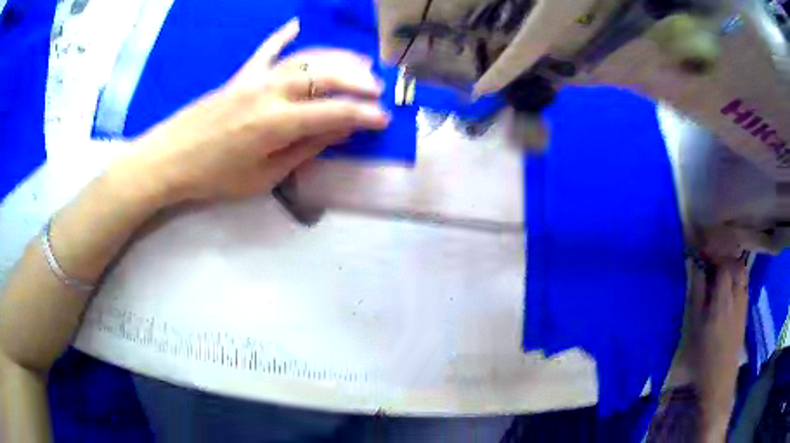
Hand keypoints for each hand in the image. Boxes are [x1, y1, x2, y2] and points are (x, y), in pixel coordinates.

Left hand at [127, 18, 389, 203]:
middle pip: (325, 75)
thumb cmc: (215, 178)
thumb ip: (304, 149)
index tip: (384, 119)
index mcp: (277, 123)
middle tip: (378, 89)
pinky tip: (296, 25)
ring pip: (306, 58)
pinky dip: (283, 36)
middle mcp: (271, 91)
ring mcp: (255, 78)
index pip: (334, 112)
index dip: (364, 115)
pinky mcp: (241, 75)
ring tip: (360, 61)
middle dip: (358, 80)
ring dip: (337, 58)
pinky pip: (266, 49)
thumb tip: (340, 131)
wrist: (169, 159)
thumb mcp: (264, 177)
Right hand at [682, 258, 747, 438]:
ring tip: (719, 271)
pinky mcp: (745, 310)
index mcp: (723, 297)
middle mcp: (737, 294)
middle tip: (710, 260)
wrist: (719, 378)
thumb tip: (694, 265)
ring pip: (742, 271)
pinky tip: (728, 287)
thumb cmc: (703, 354)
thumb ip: (697, 292)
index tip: (701, 252)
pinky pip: (744, 283)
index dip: (713, 252)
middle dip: (723, 256)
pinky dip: (736, 277)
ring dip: (731, 265)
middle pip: (735, 262)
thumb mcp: (694, 326)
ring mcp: (744, 301)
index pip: (723, 261)